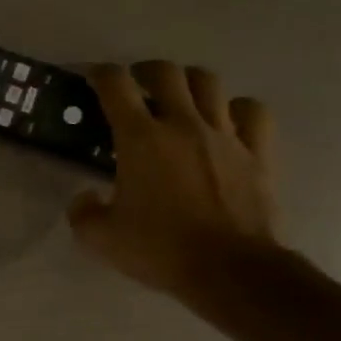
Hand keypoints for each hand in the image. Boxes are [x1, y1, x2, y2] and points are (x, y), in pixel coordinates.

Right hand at [67, 62, 285, 318]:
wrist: (228, 269)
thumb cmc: (160, 250)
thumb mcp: (101, 239)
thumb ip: (83, 213)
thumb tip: (85, 197)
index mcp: (140, 139)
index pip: (116, 85)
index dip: (100, 73)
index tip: (92, 78)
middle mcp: (183, 124)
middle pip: (166, 72)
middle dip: (146, 71)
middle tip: (137, 86)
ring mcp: (225, 135)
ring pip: (209, 82)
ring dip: (189, 82)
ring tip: (180, 98)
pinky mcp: (257, 152)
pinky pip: (252, 112)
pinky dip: (237, 108)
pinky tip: (227, 121)